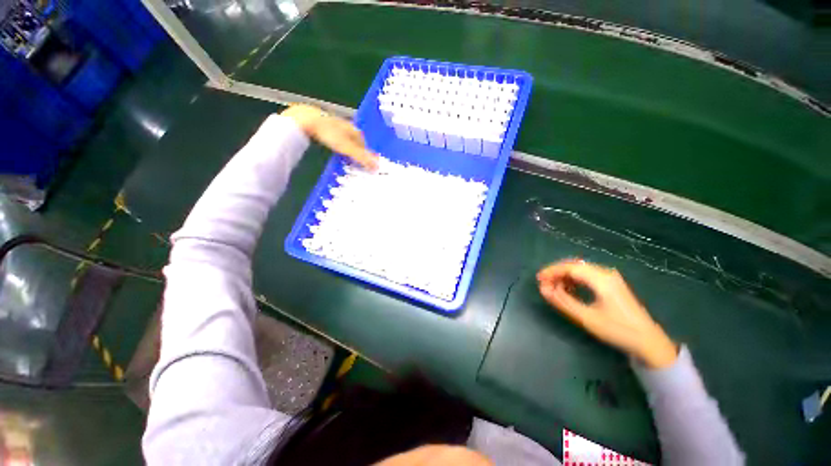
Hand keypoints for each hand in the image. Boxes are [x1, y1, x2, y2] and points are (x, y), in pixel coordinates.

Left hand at [281, 104, 378, 169]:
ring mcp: (334, 125)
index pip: (364, 143)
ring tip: (346, 159)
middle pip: (355, 141)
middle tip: (357, 163)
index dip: (366, 153)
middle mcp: (346, 126)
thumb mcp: (348, 148)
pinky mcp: (323, 126)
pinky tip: (334, 150)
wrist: (306, 120)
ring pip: (345, 140)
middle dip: (357, 151)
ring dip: (347, 149)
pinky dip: (337, 146)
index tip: (367, 163)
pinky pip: (334, 139)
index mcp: (354, 130)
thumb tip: (377, 167)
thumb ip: (362, 157)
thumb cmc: (329, 134)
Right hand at [537, 259, 677, 368]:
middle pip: (574, 265)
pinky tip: (569, 289)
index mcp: (601, 279)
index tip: (538, 280)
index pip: (570, 268)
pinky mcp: (612, 283)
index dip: (551, 271)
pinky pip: (588, 275)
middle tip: (544, 284)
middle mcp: (606, 273)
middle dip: (556, 272)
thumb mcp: (587, 317)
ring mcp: (610, 277)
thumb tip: (543, 289)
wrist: (649, 341)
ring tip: (554, 288)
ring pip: (580, 269)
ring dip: (565, 276)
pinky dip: (574, 280)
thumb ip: (563, 301)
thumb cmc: (617, 330)